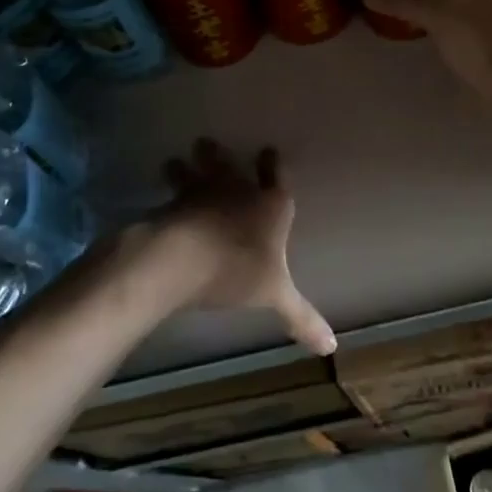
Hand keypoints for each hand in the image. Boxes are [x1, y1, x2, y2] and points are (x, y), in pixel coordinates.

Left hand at [153, 139, 335, 355]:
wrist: (185, 258)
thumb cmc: (239, 271)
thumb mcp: (275, 295)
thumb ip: (301, 317)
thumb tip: (332, 346)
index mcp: (270, 204)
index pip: (276, 175)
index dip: (273, 164)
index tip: (269, 151)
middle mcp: (237, 189)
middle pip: (229, 163)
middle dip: (218, 155)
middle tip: (207, 144)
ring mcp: (202, 191)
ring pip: (195, 170)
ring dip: (187, 167)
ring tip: (175, 162)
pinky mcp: (172, 203)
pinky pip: (170, 192)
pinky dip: (166, 192)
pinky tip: (159, 197)